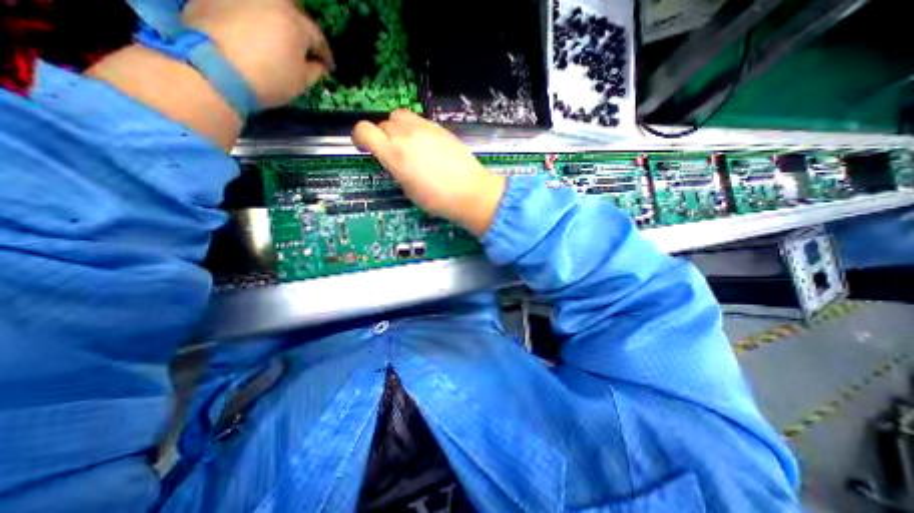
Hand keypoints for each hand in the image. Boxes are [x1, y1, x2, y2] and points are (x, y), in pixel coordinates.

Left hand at [180, 1, 333, 110]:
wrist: (214, 69)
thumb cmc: (269, 79)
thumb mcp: (301, 81)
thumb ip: (314, 70)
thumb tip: (318, 63)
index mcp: (294, 22)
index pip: (318, 38)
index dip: (325, 55)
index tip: (329, 68)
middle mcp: (270, 0)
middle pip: (293, 13)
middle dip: (301, 31)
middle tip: (304, 49)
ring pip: (268, 7)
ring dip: (277, 21)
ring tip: (278, 38)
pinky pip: (244, 6)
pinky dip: (253, 18)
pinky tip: (254, 33)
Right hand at [351, 109, 505, 238]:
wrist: (470, 191)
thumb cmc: (438, 199)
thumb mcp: (408, 189)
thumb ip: (396, 168)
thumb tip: (393, 158)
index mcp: (395, 154)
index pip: (364, 131)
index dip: (359, 138)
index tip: (363, 146)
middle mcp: (407, 135)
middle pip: (383, 123)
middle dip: (382, 136)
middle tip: (391, 152)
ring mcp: (425, 128)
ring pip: (400, 116)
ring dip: (398, 128)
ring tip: (408, 145)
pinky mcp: (440, 127)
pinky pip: (419, 121)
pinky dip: (415, 129)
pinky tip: (426, 145)